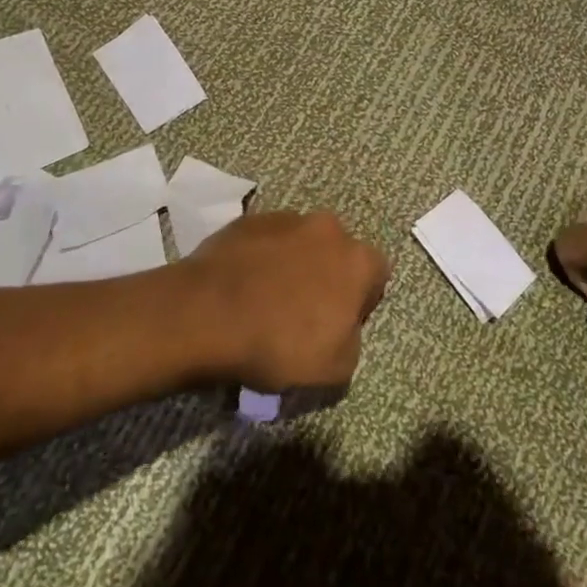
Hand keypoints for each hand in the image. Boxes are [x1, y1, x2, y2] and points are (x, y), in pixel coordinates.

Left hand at [182, 210, 389, 391]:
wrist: (207, 313)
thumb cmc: (280, 344)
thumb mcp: (337, 368)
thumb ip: (353, 340)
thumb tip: (343, 327)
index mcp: (357, 259)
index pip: (378, 273)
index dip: (364, 299)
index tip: (342, 322)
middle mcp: (327, 228)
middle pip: (338, 251)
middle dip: (328, 275)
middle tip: (305, 310)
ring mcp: (286, 218)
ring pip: (302, 242)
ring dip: (294, 264)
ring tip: (267, 298)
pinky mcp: (249, 219)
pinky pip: (266, 240)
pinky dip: (261, 258)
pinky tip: (243, 286)